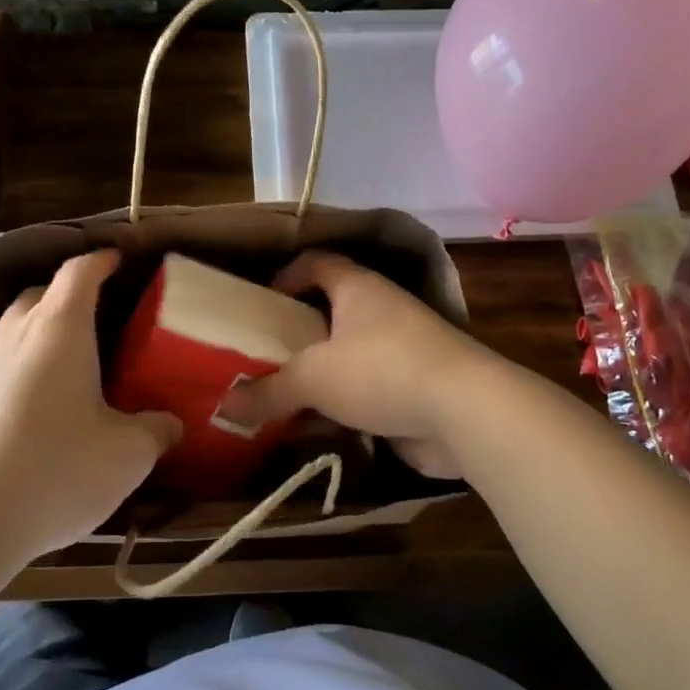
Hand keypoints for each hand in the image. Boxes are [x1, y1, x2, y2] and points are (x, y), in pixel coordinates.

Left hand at [0, 250, 180, 565]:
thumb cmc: (56, 470)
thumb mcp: (128, 453)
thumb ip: (157, 429)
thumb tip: (171, 423)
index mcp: (58, 328)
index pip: (80, 271)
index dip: (103, 260)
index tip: (122, 259)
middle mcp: (17, 334)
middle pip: (43, 293)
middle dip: (73, 294)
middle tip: (108, 315)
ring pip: (19, 327)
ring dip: (48, 329)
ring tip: (80, 358)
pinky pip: (5, 361)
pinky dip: (29, 362)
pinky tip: (48, 400)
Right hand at [226, 251, 490, 478]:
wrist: (464, 412)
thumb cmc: (382, 370)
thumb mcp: (313, 378)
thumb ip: (268, 392)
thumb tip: (225, 406)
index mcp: (357, 288)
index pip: (317, 263)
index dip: (286, 276)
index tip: (260, 303)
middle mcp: (379, 310)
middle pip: (328, 312)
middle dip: (294, 333)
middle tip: (258, 354)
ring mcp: (399, 350)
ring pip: (345, 356)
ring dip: (315, 375)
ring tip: (274, 394)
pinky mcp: (409, 389)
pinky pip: (362, 391)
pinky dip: (336, 405)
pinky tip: (309, 427)